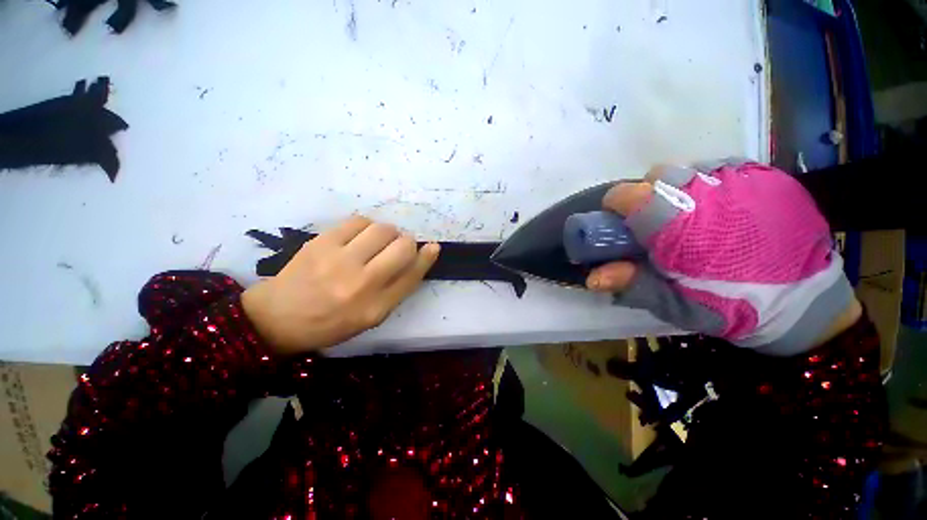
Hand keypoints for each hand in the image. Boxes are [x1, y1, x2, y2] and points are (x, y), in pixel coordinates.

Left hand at [242, 216, 439, 355]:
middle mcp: (362, 284)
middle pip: (402, 247)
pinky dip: (367, 226)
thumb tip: (420, 256)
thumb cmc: (331, 322)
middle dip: (406, 243)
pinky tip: (359, 236)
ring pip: (383, 229)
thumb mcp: (371, 317)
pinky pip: (359, 221)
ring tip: (377, 241)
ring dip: (388, 233)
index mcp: (376, 308)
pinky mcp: (321, 243)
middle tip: (396, 248)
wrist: (278, 318)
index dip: (427, 257)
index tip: (433, 247)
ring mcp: (340, 261)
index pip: (413, 275)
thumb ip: (398, 289)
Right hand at [586, 159, 860, 355]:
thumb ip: (632, 284)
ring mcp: (744, 179)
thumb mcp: (676, 305)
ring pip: (689, 167)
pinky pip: (723, 166)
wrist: (810, 306)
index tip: (618, 220)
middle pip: (657, 174)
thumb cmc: (735, 309)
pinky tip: (722, 207)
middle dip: (647, 195)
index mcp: (681, 226)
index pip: (629, 194)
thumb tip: (591, 276)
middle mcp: (709, 192)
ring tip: (691, 215)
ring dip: (679, 187)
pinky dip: (710, 182)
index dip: (615, 204)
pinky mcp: (770, 175)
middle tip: (657, 223)